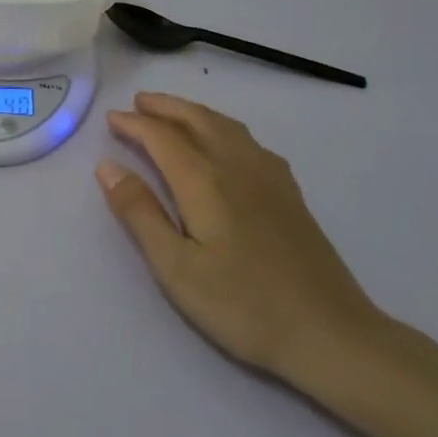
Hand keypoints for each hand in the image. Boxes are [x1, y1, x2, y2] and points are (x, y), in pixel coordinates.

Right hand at [96, 93, 385, 382]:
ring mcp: (270, 177)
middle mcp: (237, 166)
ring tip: (174, 113)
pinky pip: (250, 141)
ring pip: (226, 126)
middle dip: (165, 107)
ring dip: (194, 112)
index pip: (162, 137)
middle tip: (138, 102)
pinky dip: (224, 128)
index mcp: (204, 181)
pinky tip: (226, 143)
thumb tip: (107, 167)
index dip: (134, 124)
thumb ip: (139, 213)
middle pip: (197, 120)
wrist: (330, 334)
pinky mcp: (290, 193)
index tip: (111, 118)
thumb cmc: (242, 305)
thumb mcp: (176, 267)